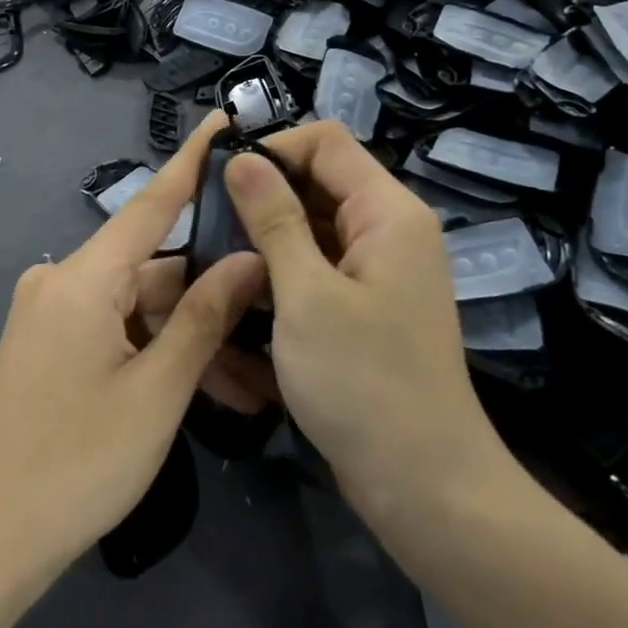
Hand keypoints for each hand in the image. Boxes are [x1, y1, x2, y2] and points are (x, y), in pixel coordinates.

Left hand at [0, 114, 264, 572]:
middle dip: (215, 298)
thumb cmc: (77, 463)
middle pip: (156, 269)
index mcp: (82, 279)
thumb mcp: (157, 391)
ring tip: (253, 383)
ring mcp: (55, 314)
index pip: (150, 203)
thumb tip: (249, 258)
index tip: (222, 120)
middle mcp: (63, 281)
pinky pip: (119, 330)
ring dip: (192, 338)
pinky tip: (208, 386)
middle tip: (277, 321)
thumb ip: (205, 317)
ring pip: (143, 307)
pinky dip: (159, 351)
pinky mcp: (53, 343)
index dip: (190, 161)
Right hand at [224, 122, 516, 526]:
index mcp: (387, 212)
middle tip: (204, 231)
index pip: (326, 142)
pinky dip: (279, 283)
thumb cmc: (364, 383)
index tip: (219, 181)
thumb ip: (274, 219)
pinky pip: (314, 273)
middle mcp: (386, 231)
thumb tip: (243, 158)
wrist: (423, 485)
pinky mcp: (362, 308)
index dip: (272, 149)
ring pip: (308, 233)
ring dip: (263, 248)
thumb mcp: (306, 295)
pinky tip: (239, 307)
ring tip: (213, 271)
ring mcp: (375, 272)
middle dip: (260, 203)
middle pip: (315, 186)